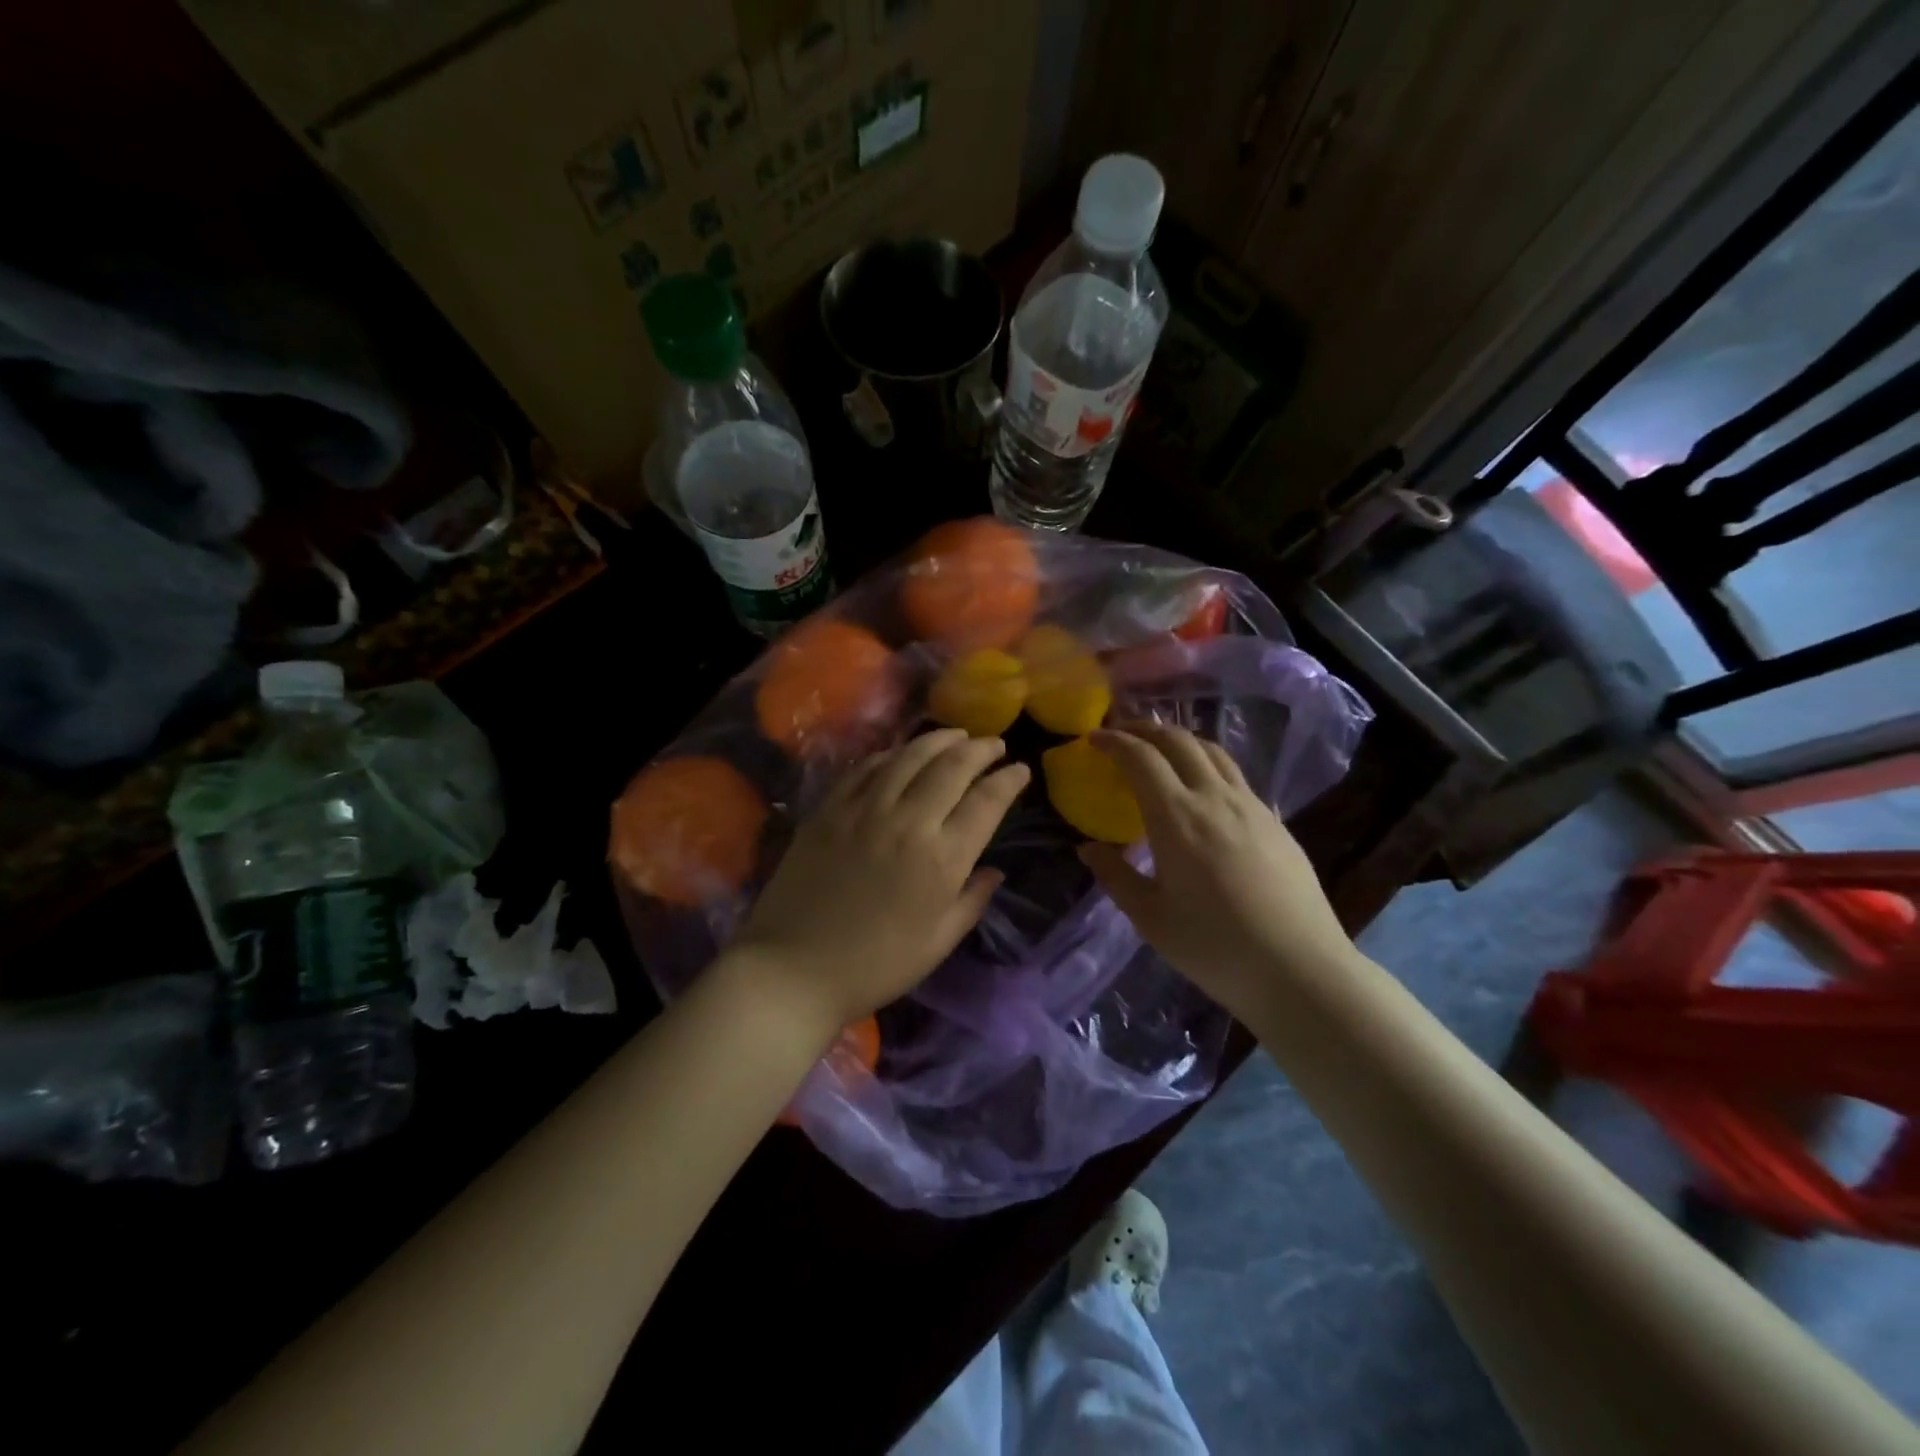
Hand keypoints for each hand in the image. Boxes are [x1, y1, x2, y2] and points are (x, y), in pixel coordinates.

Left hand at [731, 728, 1029, 1034]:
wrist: (792, 969)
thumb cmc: (875, 966)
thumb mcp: (938, 943)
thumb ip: (972, 900)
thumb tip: (994, 870)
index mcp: (942, 859)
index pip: (987, 802)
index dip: (1009, 780)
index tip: (1021, 769)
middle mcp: (908, 821)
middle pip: (952, 767)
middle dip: (980, 749)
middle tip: (994, 745)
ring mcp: (864, 809)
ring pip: (910, 756)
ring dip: (939, 740)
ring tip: (957, 735)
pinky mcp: (829, 808)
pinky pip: (866, 767)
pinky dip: (892, 754)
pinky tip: (902, 753)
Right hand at [1077, 723, 1356, 1020]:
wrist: (1299, 969)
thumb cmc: (1214, 948)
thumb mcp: (1150, 918)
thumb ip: (1115, 877)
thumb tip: (1088, 849)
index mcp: (1176, 817)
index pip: (1141, 758)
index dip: (1114, 741)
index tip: (1094, 738)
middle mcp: (1214, 798)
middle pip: (1179, 741)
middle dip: (1146, 729)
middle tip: (1123, 734)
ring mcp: (1251, 806)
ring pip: (1213, 752)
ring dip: (1181, 740)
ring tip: (1162, 749)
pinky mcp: (1276, 822)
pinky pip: (1236, 776)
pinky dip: (1209, 764)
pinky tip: (1204, 789)